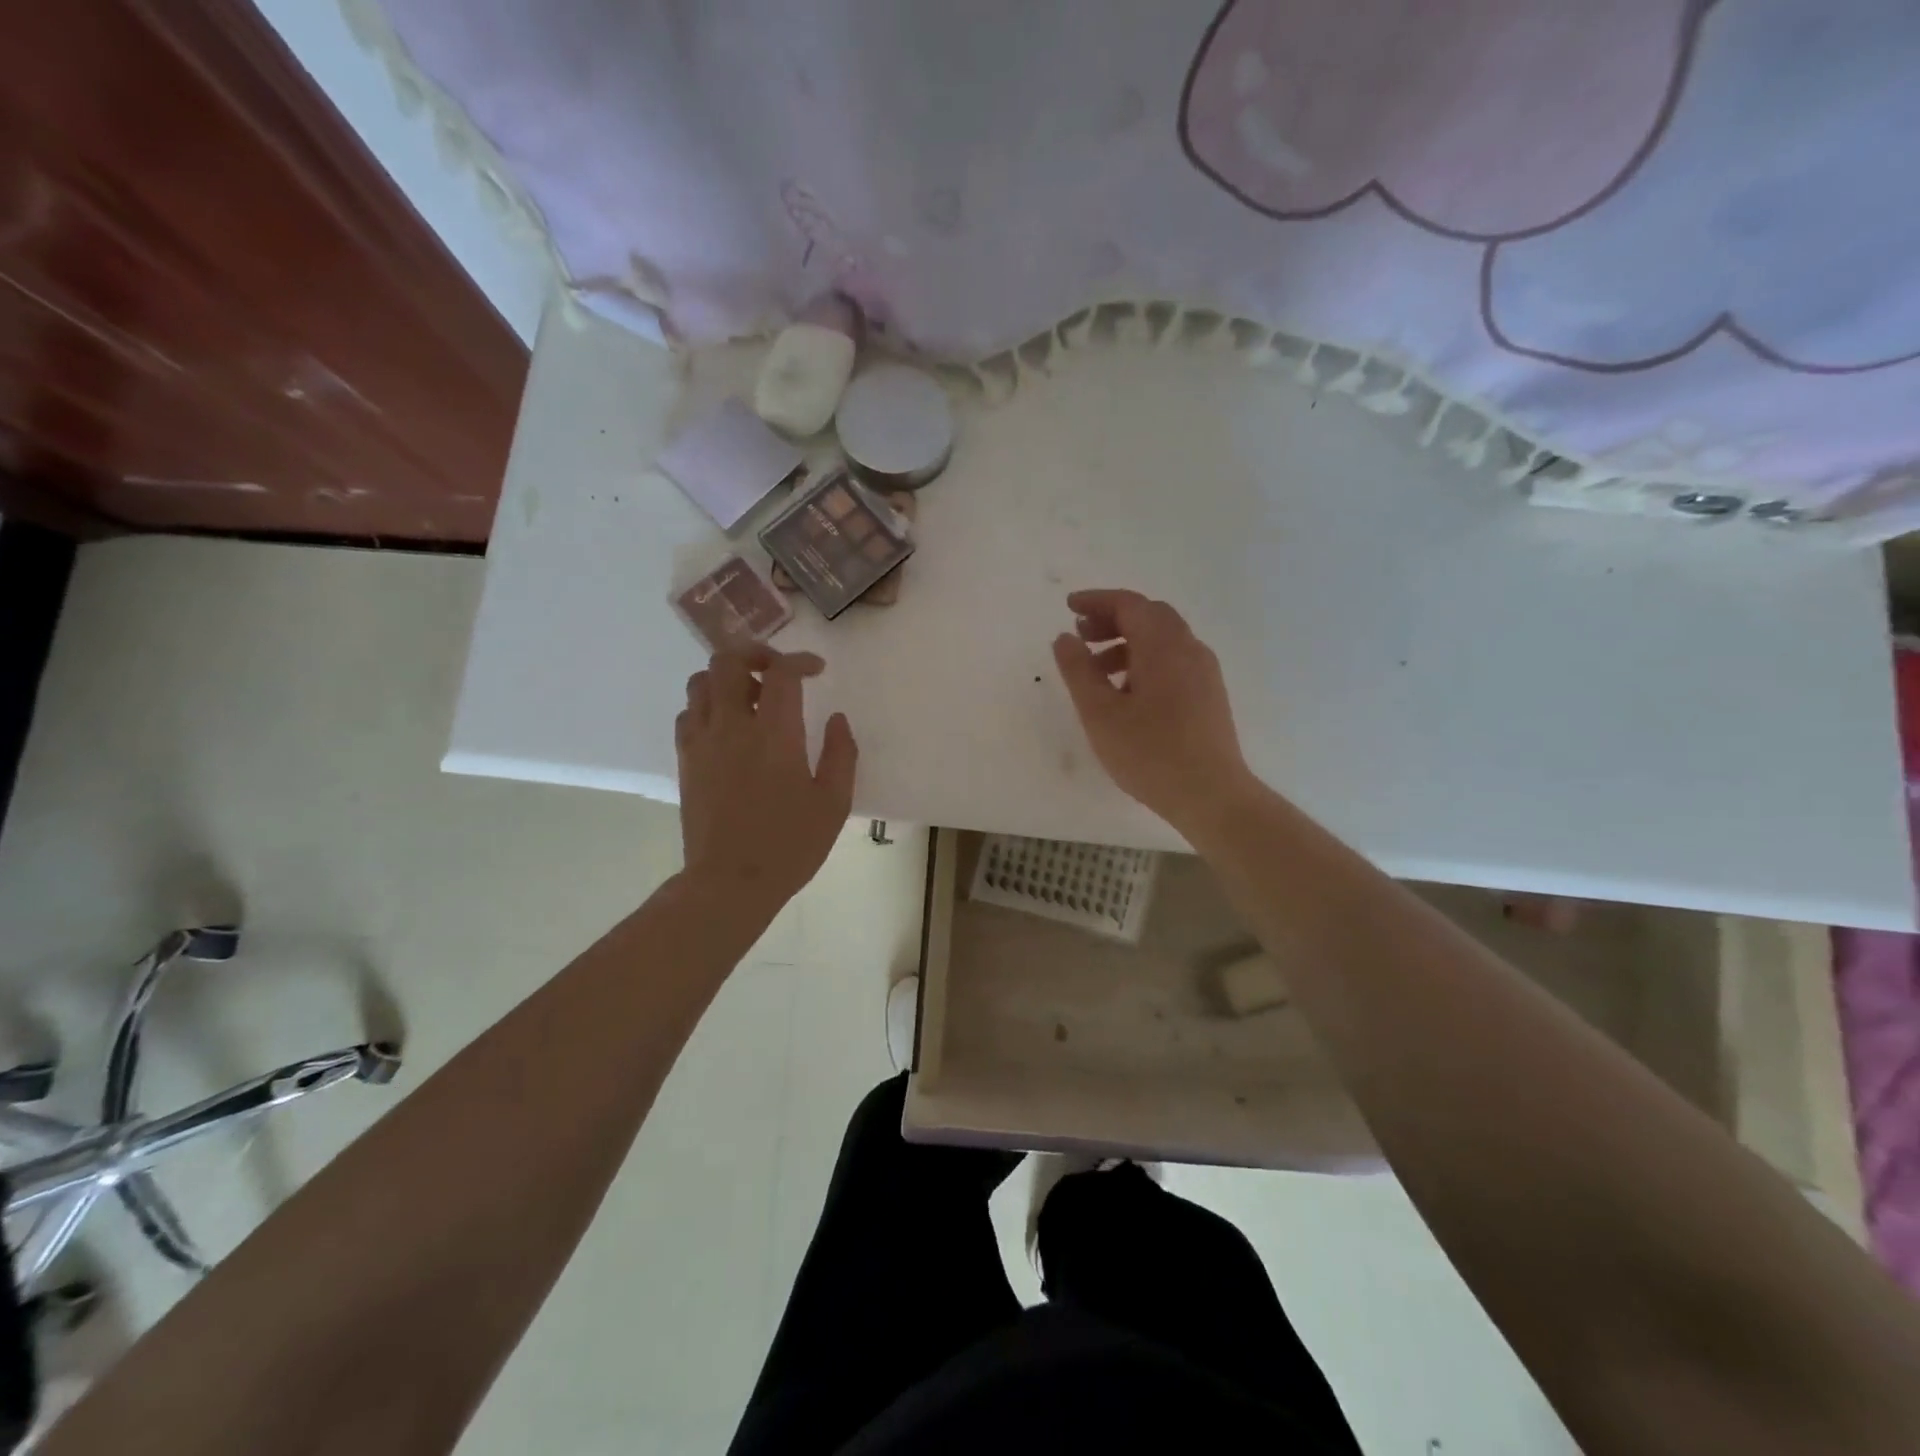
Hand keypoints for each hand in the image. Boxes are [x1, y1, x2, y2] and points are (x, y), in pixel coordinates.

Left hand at [676, 648, 857, 912]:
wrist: (730, 882)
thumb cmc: (790, 844)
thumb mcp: (833, 803)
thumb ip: (841, 754)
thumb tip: (837, 719)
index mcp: (775, 734)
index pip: (781, 672)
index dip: (800, 660)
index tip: (816, 670)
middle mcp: (732, 726)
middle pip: (728, 661)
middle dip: (755, 654)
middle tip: (777, 672)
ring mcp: (702, 742)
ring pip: (701, 681)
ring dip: (728, 678)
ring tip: (752, 699)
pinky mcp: (686, 760)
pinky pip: (688, 713)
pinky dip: (708, 705)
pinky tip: (727, 727)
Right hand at [1052, 589, 1255, 832]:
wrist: (1211, 795)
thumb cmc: (1150, 753)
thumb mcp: (1100, 713)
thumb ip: (1078, 670)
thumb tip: (1065, 638)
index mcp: (1163, 646)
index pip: (1129, 604)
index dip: (1097, 601)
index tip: (1069, 607)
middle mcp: (1189, 649)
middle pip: (1149, 616)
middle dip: (1112, 619)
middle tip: (1081, 636)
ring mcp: (1204, 672)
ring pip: (1163, 640)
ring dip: (1127, 643)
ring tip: (1097, 671)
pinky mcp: (1209, 695)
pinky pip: (1174, 661)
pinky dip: (1145, 661)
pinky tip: (1127, 694)